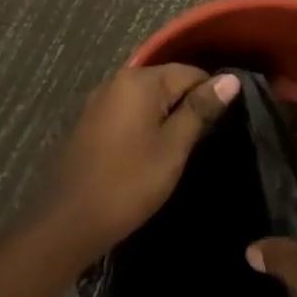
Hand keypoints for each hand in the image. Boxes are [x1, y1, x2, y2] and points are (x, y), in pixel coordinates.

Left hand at [35, 63, 240, 265]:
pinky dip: (143, 124)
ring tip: (179, 147)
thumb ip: (200, 109)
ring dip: (164, 115)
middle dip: (186, 105)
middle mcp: (116, 80)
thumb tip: (230, 79)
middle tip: (201, 141)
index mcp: (139, 81)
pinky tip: (148, 150)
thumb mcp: (173, 147)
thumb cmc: (128, 184)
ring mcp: (98, 101)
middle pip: (167, 81)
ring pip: (146, 97)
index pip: (190, 72)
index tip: (219, 126)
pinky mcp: (88, 122)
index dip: (210, 95)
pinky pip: (127, 111)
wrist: (66, 224)